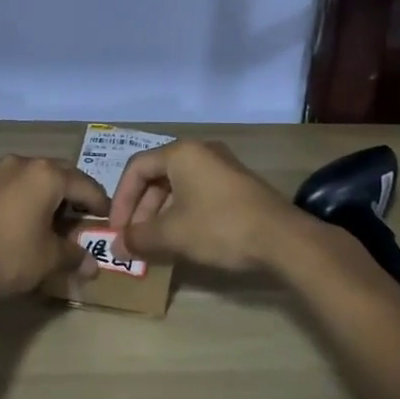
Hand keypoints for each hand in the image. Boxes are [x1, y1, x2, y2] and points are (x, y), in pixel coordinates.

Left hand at [0, 155, 110, 297]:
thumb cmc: (7, 256)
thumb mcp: (47, 260)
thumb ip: (73, 256)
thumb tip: (92, 264)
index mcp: (45, 176)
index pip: (83, 184)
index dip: (98, 202)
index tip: (105, 217)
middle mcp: (17, 164)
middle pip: (52, 175)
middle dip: (65, 194)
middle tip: (73, 217)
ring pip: (20, 179)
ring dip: (32, 196)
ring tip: (35, 220)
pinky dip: (4, 203)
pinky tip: (0, 225)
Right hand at [108, 139, 306, 272]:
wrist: (281, 238)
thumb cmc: (219, 227)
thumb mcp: (173, 234)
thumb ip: (141, 238)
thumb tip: (117, 247)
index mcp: (181, 153)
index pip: (136, 168)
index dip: (122, 200)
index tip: (117, 230)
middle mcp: (200, 151)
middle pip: (157, 176)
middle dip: (141, 209)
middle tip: (134, 239)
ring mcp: (221, 166)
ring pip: (178, 186)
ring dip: (161, 214)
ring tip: (155, 244)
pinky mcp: (236, 184)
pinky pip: (198, 192)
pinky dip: (182, 213)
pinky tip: (183, 239)